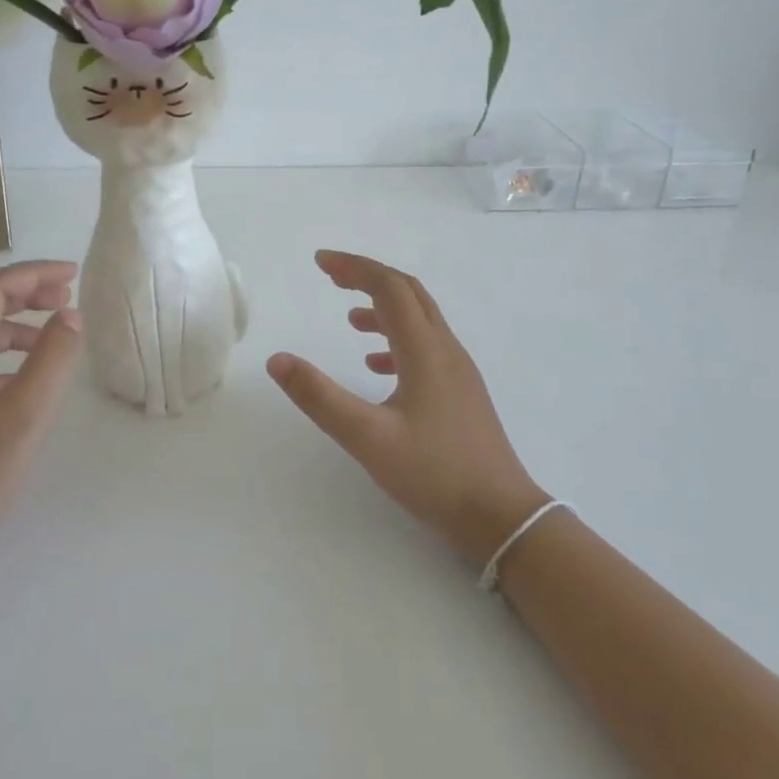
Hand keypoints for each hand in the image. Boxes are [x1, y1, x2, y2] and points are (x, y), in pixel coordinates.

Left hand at [0, 260, 81, 592]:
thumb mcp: (24, 416)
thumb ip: (52, 359)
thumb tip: (69, 316)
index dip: (33, 276)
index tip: (74, 276)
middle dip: (23, 292)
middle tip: (66, 296)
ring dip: (13, 322)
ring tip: (53, 331)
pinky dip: (2, 353)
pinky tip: (27, 375)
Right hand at [267, 250, 547, 566]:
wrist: (501, 516)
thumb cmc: (434, 474)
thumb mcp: (367, 438)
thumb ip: (320, 397)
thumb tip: (277, 360)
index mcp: (425, 350)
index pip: (388, 288)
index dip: (354, 267)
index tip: (320, 262)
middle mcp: (445, 350)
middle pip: (408, 293)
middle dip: (369, 277)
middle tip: (332, 276)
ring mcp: (458, 371)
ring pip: (420, 320)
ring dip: (384, 308)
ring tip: (349, 319)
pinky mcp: (461, 392)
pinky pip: (427, 348)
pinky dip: (397, 341)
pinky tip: (377, 366)